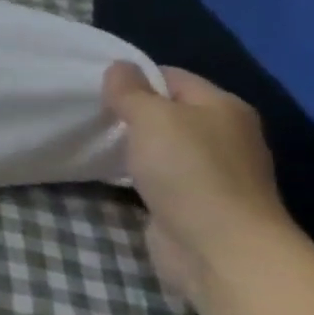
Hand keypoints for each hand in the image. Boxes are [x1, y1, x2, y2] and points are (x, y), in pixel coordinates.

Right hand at [102, 63, 295, 302]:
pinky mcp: (196, 201)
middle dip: (129, 112)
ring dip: (132, 145)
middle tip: (89, 115)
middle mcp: (224, 134)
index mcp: (223, 107)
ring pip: (161, 145)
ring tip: (94, 141)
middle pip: (168, 111)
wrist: (218, 247)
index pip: (172, 77)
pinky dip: (136, 173)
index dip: (134, 78)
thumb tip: (119, 67)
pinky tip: (112, 174)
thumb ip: (130, 91)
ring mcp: (212, 171)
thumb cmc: (187, 171)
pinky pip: (159, 174)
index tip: (95, 88)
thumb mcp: (151, 117)